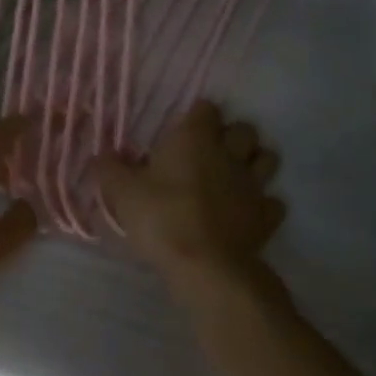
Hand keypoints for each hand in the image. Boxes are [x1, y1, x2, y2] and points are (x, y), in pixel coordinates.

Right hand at [94, 101, 284, 290]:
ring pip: (267, 158)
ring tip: (235, 174)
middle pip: (244, 129)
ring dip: (255, 162)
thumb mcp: (122, 191)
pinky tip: (247, 211)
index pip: (206, 108)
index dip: (198, 115)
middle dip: (232, 135)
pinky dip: (265, 203)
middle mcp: (228, 153)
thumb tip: (102, 154)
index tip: (185, 128)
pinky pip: (274, 201)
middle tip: (212, 151)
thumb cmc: (161, 217)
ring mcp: (253, 185)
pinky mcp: (267, 217)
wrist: (206, 266)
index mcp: (194, 137)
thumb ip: (110, 168)